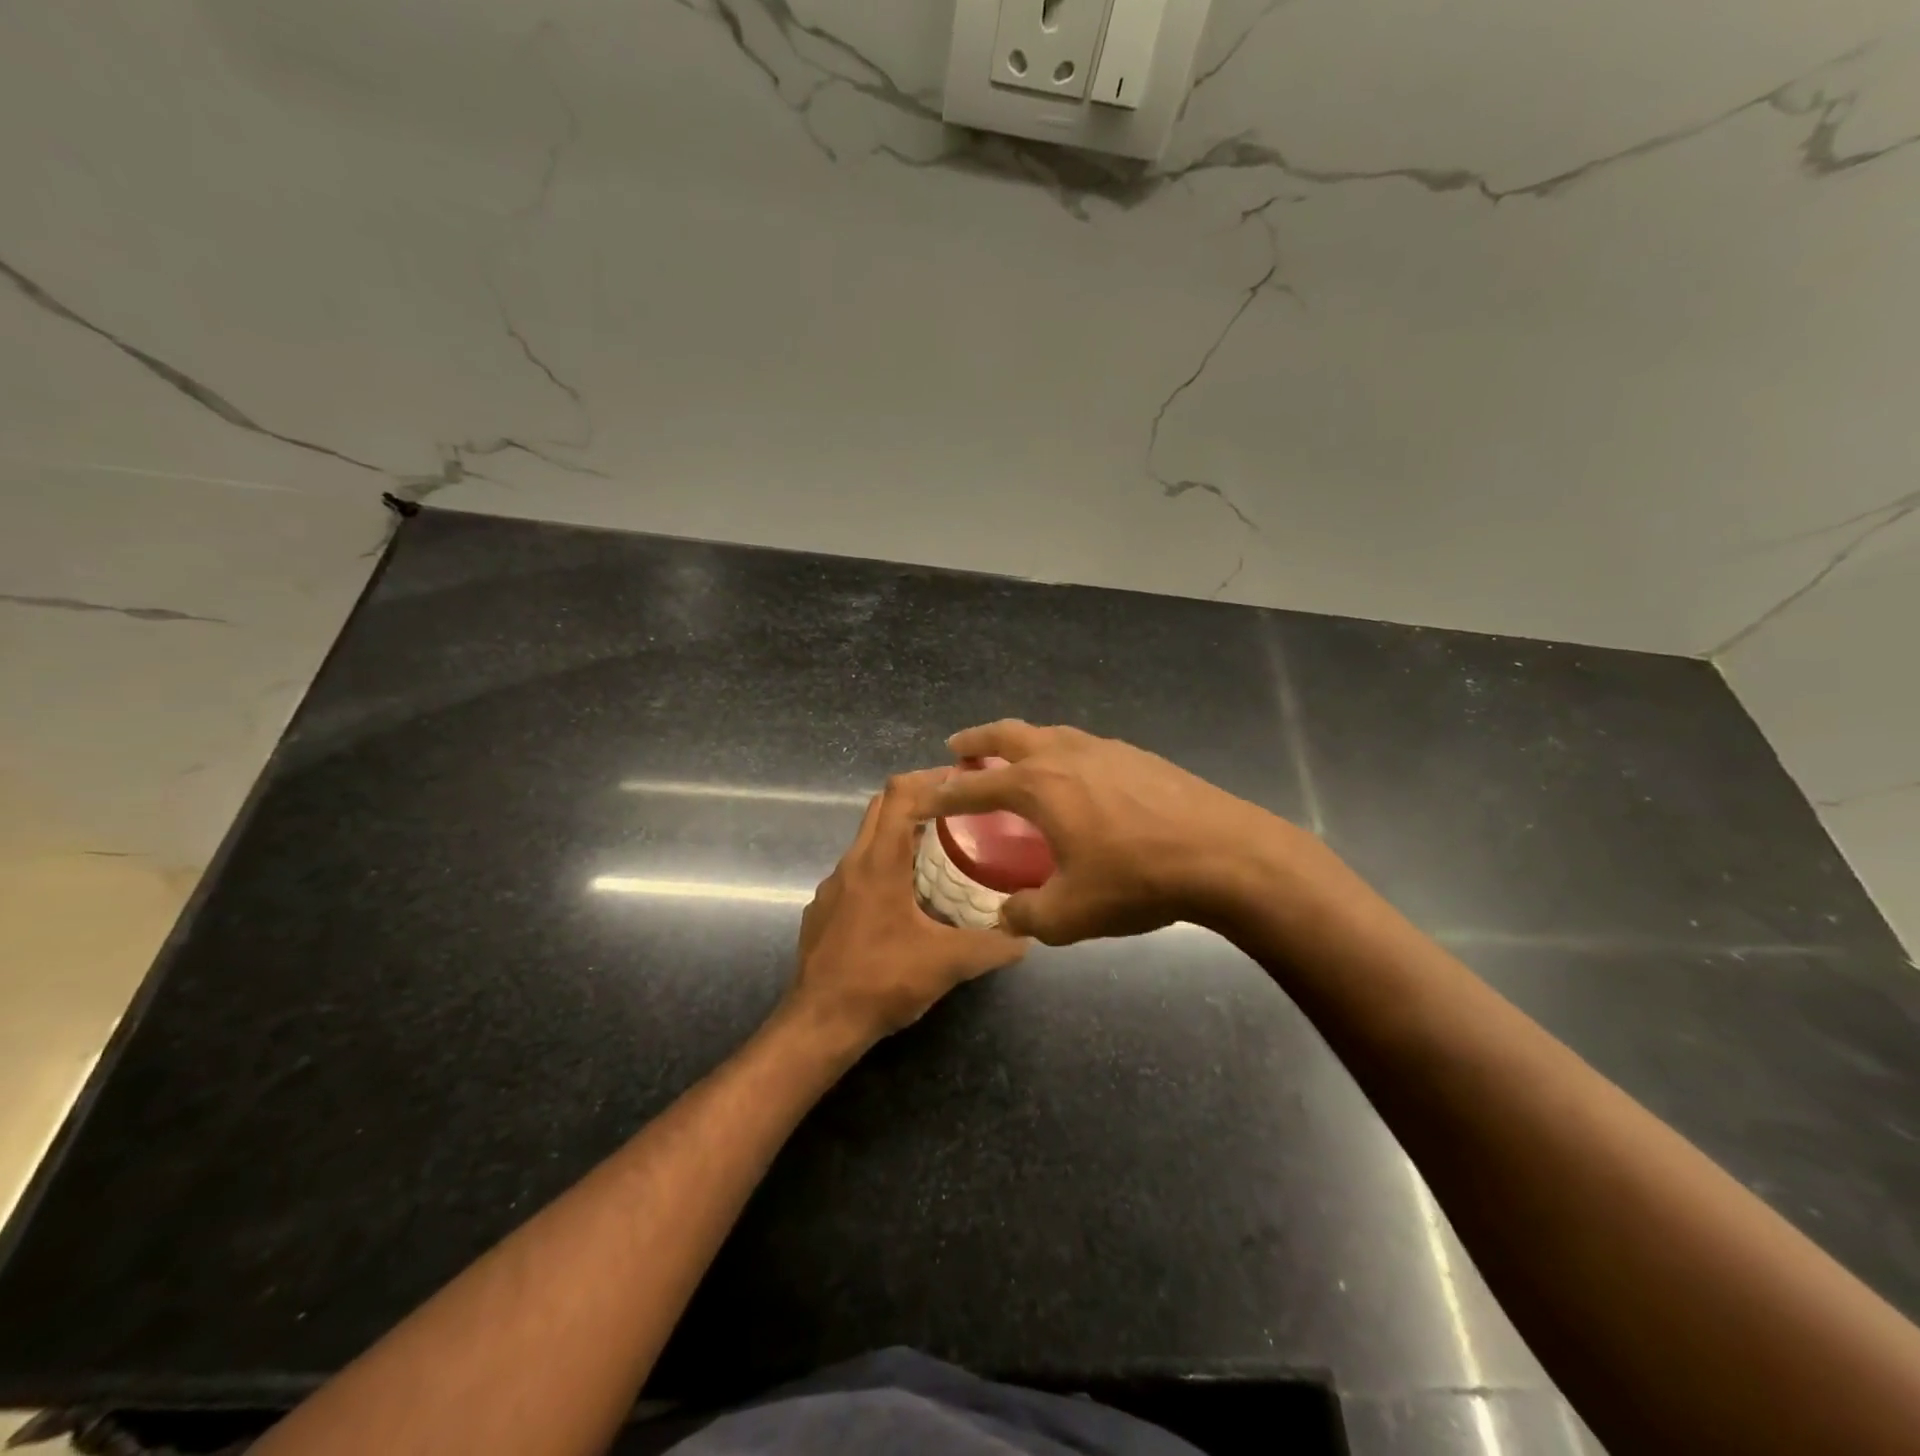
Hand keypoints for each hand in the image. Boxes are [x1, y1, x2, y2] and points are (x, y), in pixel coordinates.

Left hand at [790, 768, 1029, 1042]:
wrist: (818, 1024)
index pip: (899, 793)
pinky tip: (903, 901)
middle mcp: (851, 863)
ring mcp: (832, 887)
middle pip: (881, 808)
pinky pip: (856, 873)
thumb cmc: (882, 981)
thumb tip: (1026, 937)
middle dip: (917, 800)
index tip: (961, 780)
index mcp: (879, 862)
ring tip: (937, 854)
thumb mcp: (947, 963)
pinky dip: (881, 868)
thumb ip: (991, 946)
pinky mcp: (823, 910)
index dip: (929, 778)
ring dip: (899, 836)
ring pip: (867, 841)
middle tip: (957, 811)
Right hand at [928, 720, 1300, 944]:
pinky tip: (1076, 776)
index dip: (946, 794)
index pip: (976, 788)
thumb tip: (1008, 915)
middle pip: (1009, 735)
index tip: (926, 795)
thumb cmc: (1137, 880)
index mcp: (1039, 787)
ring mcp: (1106, 749)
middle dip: (977, 740)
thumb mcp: (1070, 915)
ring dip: (1022, 741)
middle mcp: (1065, 755)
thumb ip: (1027, 915)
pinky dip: (1062, 753)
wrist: (1225, 855)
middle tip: (958, 747)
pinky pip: (1084, 746)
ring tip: (1015, 757)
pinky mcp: (1139, 756)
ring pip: (1050, 733)